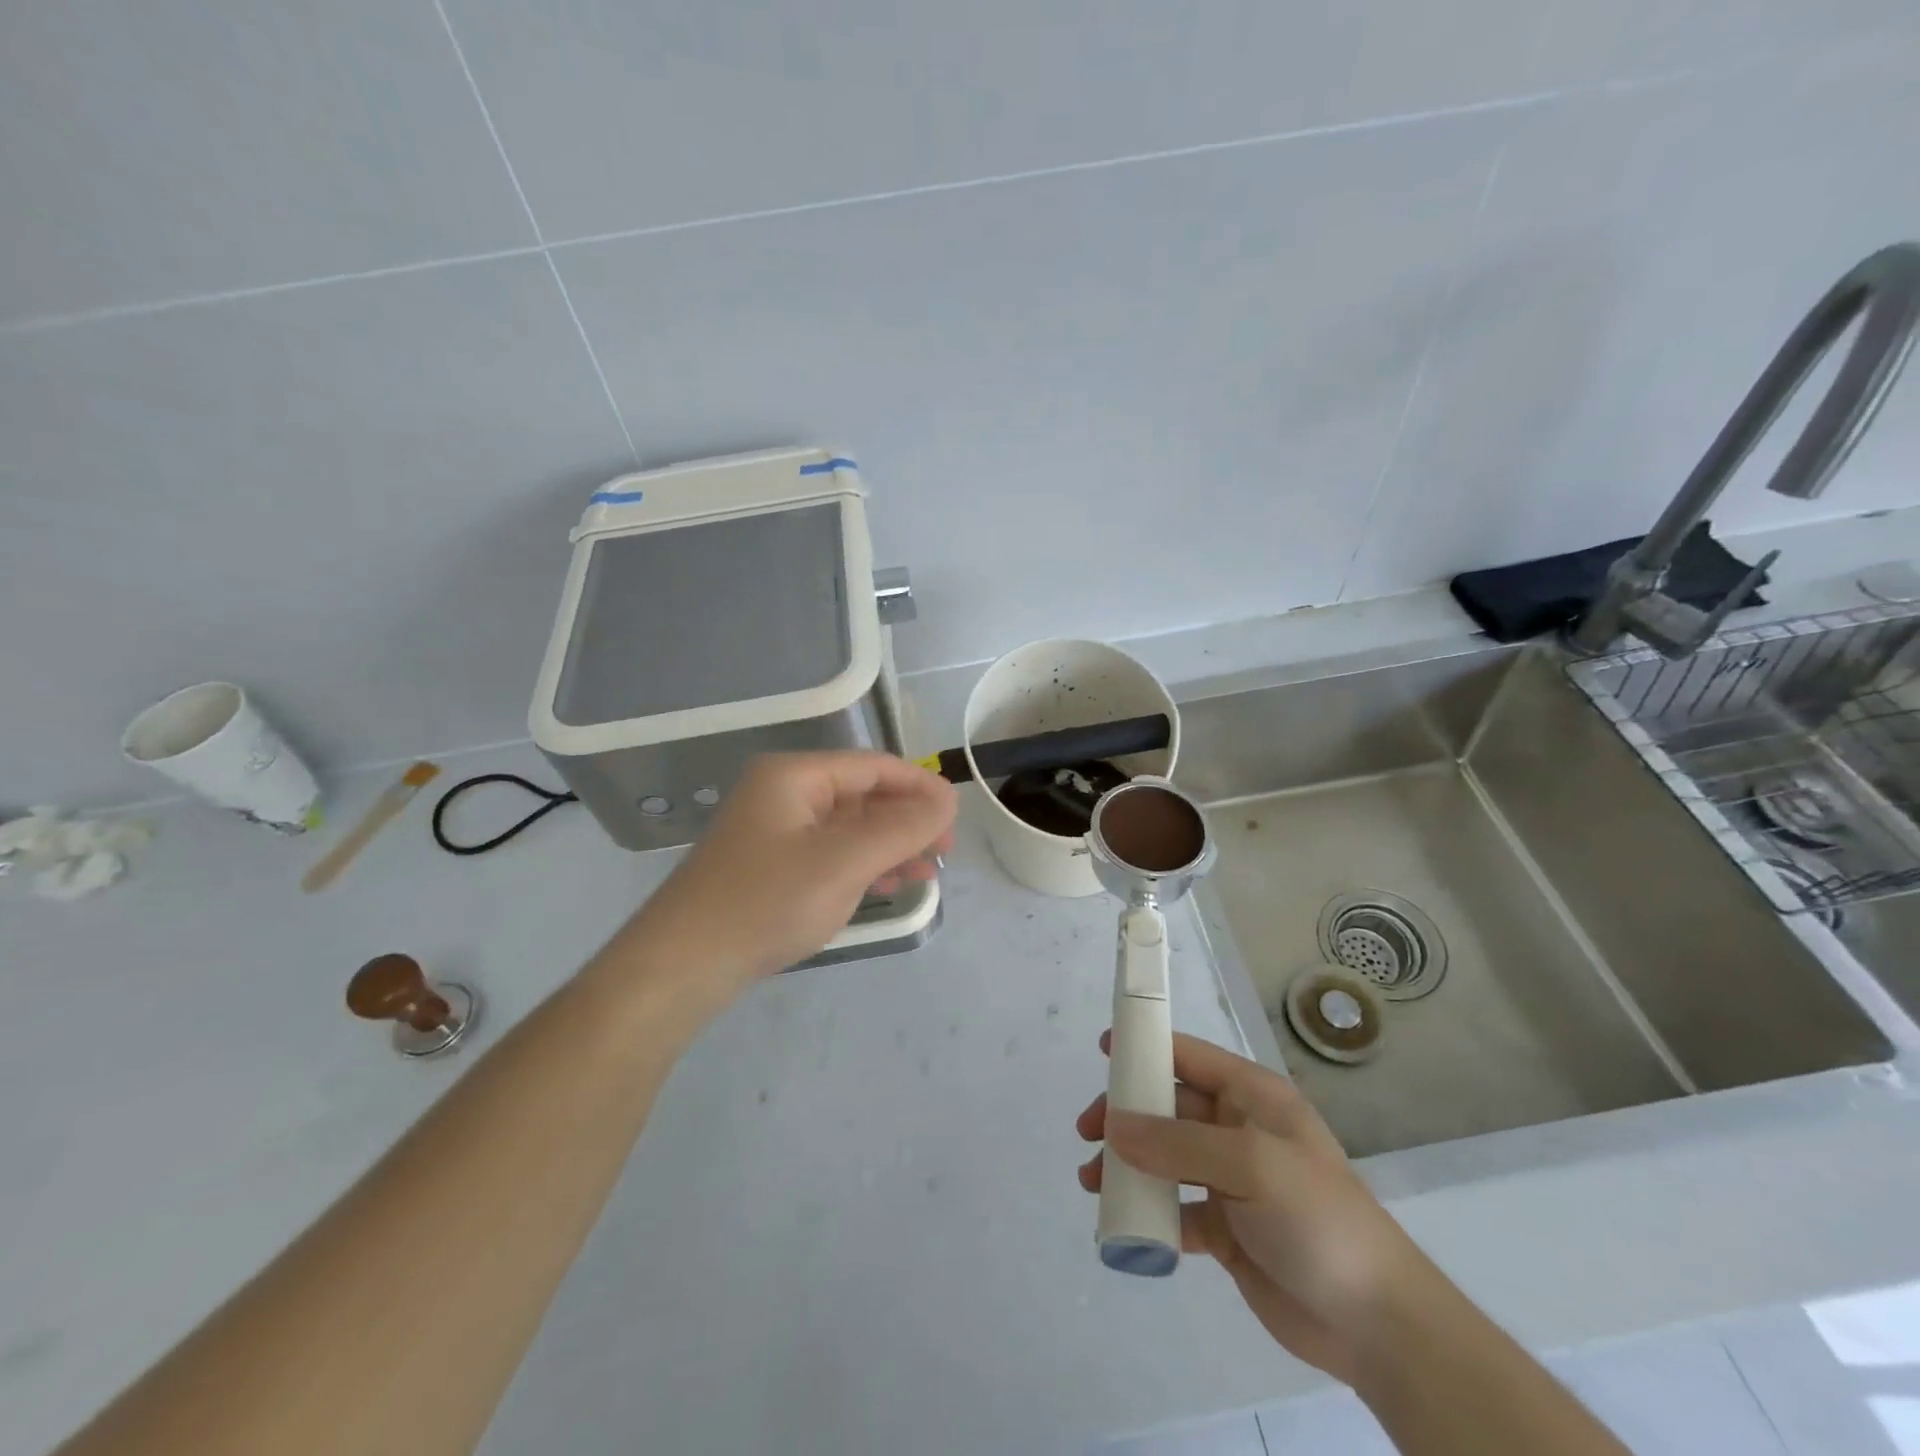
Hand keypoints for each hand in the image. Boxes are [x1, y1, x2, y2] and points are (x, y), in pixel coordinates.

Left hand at [618, 752, 955, 1001]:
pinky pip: (829, 853)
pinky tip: (887, 884)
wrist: (682, 966)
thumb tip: (949, 797)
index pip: (874, 767)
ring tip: (926, 873)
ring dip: (889, 846)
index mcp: (795, 775)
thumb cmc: (767, 902)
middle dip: (906, 822)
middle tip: (944, 853)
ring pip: (848, 827)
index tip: (956, 819)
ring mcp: (775, 830)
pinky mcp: (771, 865)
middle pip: (862, 795)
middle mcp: (783, 793)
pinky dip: (862, 865)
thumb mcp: (844, 862)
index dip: (920, 788)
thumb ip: (902, 827)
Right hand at [1076, 1032, 1434, 1384]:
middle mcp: (1238, 1130)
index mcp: (1252, 1097)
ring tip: (1092, 1183)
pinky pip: (1175, 1208)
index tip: (1102, 1053)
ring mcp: (1231, 1180)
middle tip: (1087, 1134)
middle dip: (1125, 1116)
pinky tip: (1125, 1227)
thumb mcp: (1251, 1165)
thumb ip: (1178, 1142)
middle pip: (1167, 1107)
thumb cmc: (1318, 1219)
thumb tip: (1113, 1126)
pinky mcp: (1225, 1228)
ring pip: (1164, 1157)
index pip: (1189, 1056)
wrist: (1376, 1323)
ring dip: (1128, 1165)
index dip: (1146, 1048)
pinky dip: (1148, 1213)